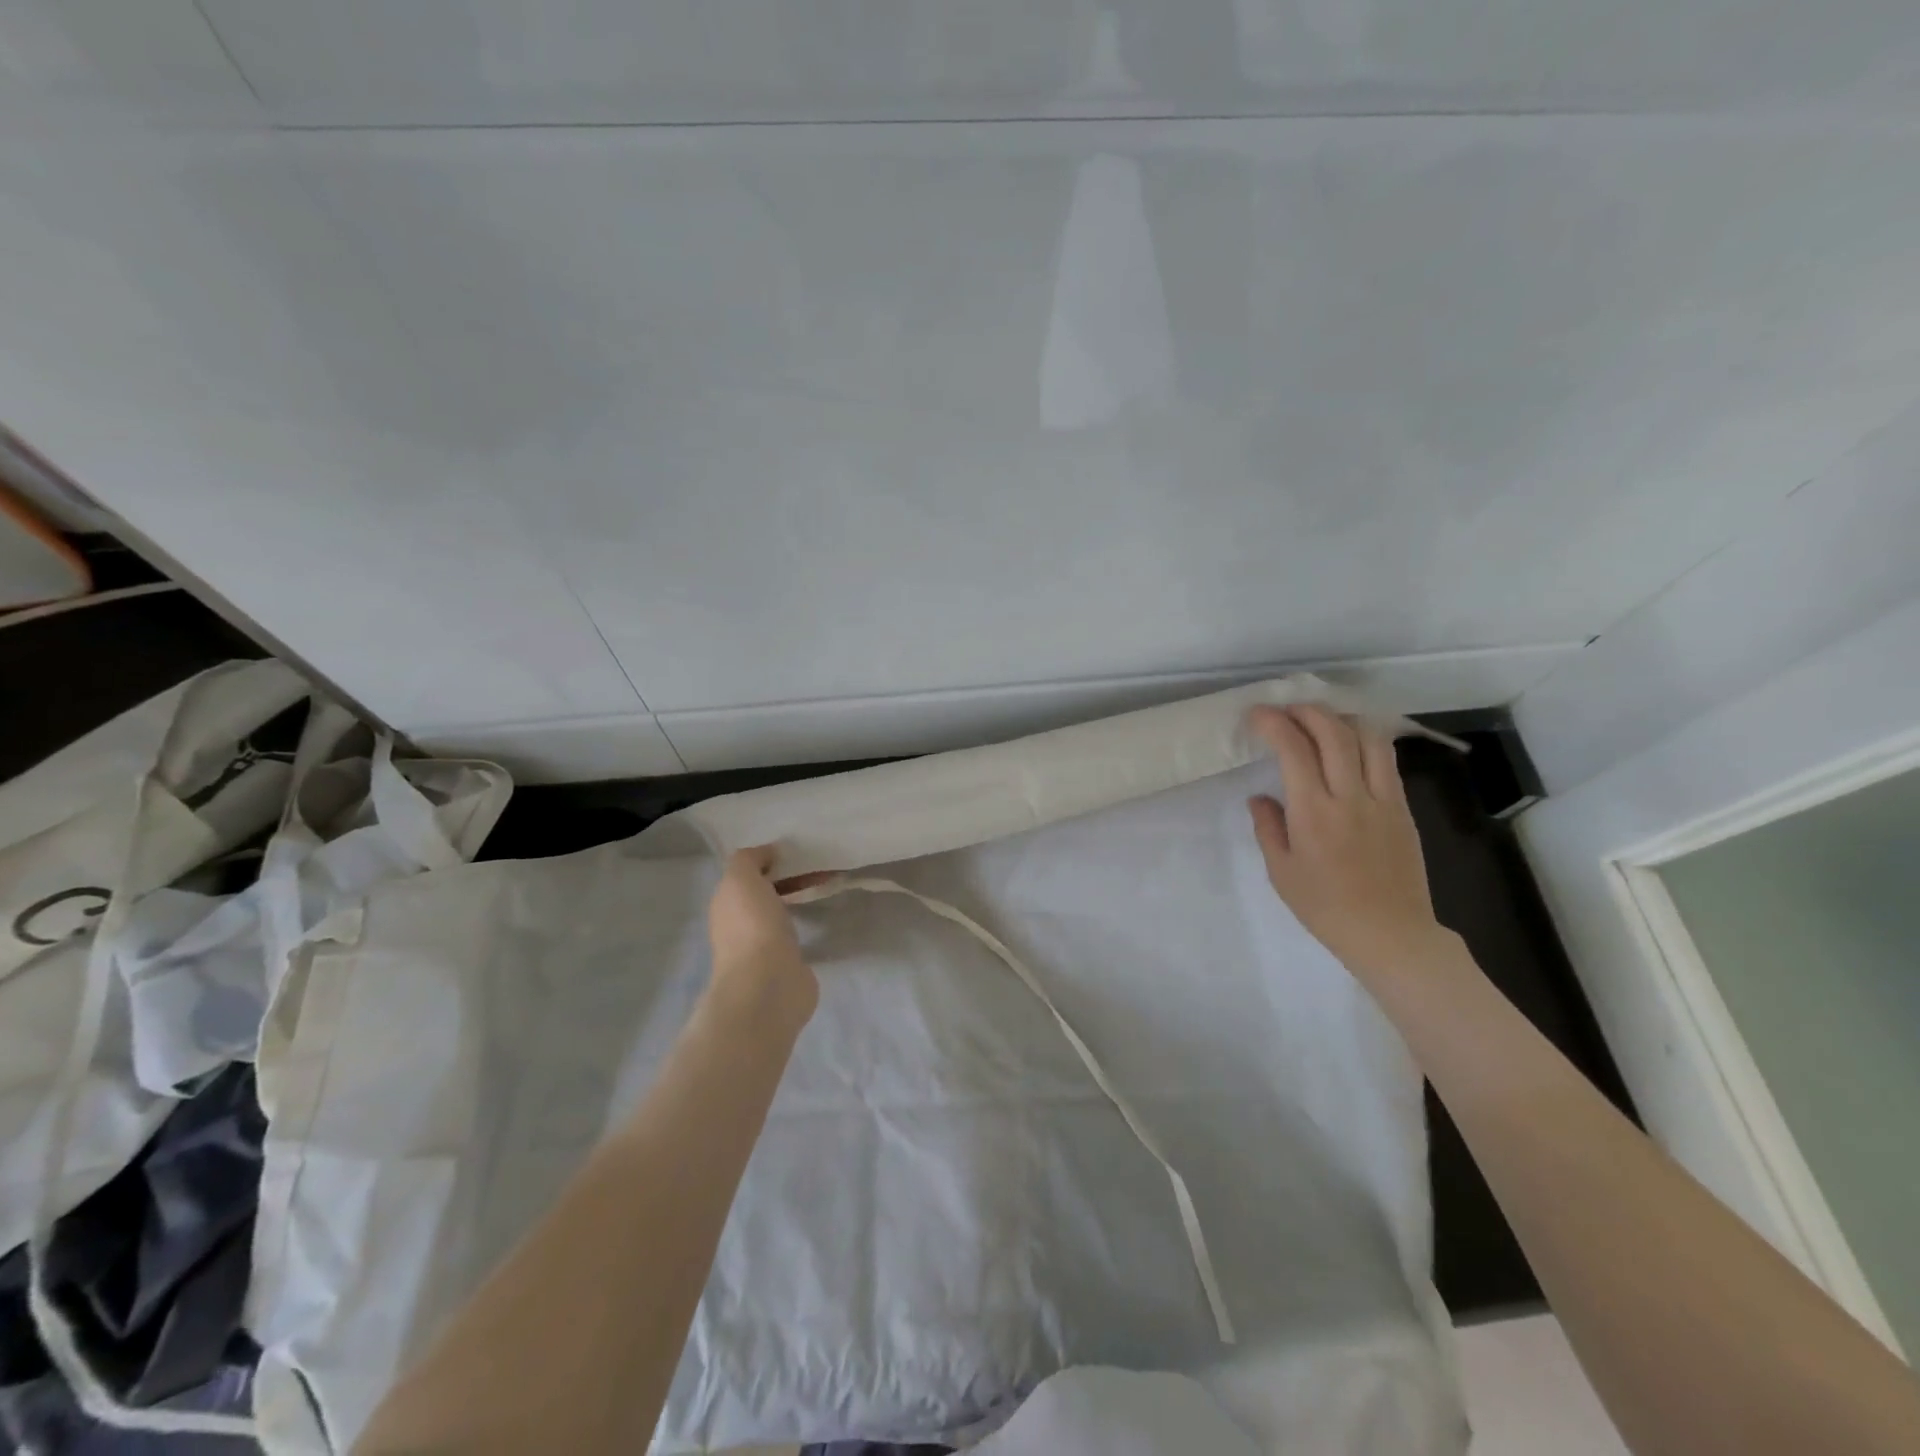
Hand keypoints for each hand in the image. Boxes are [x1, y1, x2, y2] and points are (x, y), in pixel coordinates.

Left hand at [706, 846, 818, 1024]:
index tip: (797, 851)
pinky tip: (825, 912)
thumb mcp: (741, 878)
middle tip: (819, 864)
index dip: (770, 861)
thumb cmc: (752, 926)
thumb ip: (749, 859)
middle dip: (789, 878)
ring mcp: (764, 947)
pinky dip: (809, 921)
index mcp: (726, 905)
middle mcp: (740, 925)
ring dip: (800, 897)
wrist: (768, 984)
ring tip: (828, 883)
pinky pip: (797, 933)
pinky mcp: (787, 964)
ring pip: (782, 912)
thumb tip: (768, 853)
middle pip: (765, 893)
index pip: (746, 875)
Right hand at [1245, 704, 1450, 980]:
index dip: (1274, 723)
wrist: (1390, 934)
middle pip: (1334, 732)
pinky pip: (1386, 761)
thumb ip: (1268, 828)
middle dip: (1307, 711)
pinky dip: (1364, 742)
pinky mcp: (1404, 809)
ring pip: (1369, 739)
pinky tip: (1350, 747)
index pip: (1294, 749)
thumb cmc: (1325, 908)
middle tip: (1287, 710)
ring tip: (1322, 721)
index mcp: (1314, 813)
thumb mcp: (1281, 871)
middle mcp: (1351, 797)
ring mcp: (1384, 800)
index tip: (1257, 715)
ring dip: (1342, 720)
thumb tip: (1261, 798)